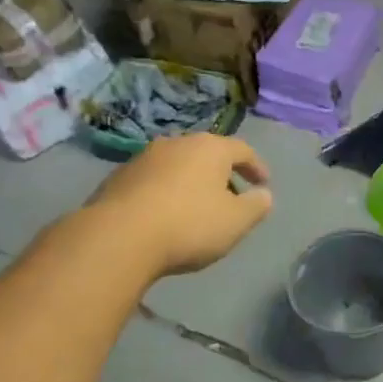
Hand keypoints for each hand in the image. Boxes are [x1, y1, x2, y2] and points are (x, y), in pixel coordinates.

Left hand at [85, 133, 272, 276]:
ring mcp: (144, 158)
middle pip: (207, 154)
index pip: (242, 150)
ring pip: (178, 166)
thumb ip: (256, 206)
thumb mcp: (236, 221)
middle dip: (222, 174)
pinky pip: (154, 181)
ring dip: (192, 183)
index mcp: (210, 148)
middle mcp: (177, 143)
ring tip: (197, 208)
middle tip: (232, 197)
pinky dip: (166, 193)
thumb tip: (264, 195)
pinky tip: (166, 216)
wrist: (118, 237)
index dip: (257, 167)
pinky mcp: (118, 178)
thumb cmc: (189, 225)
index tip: (264, 184)